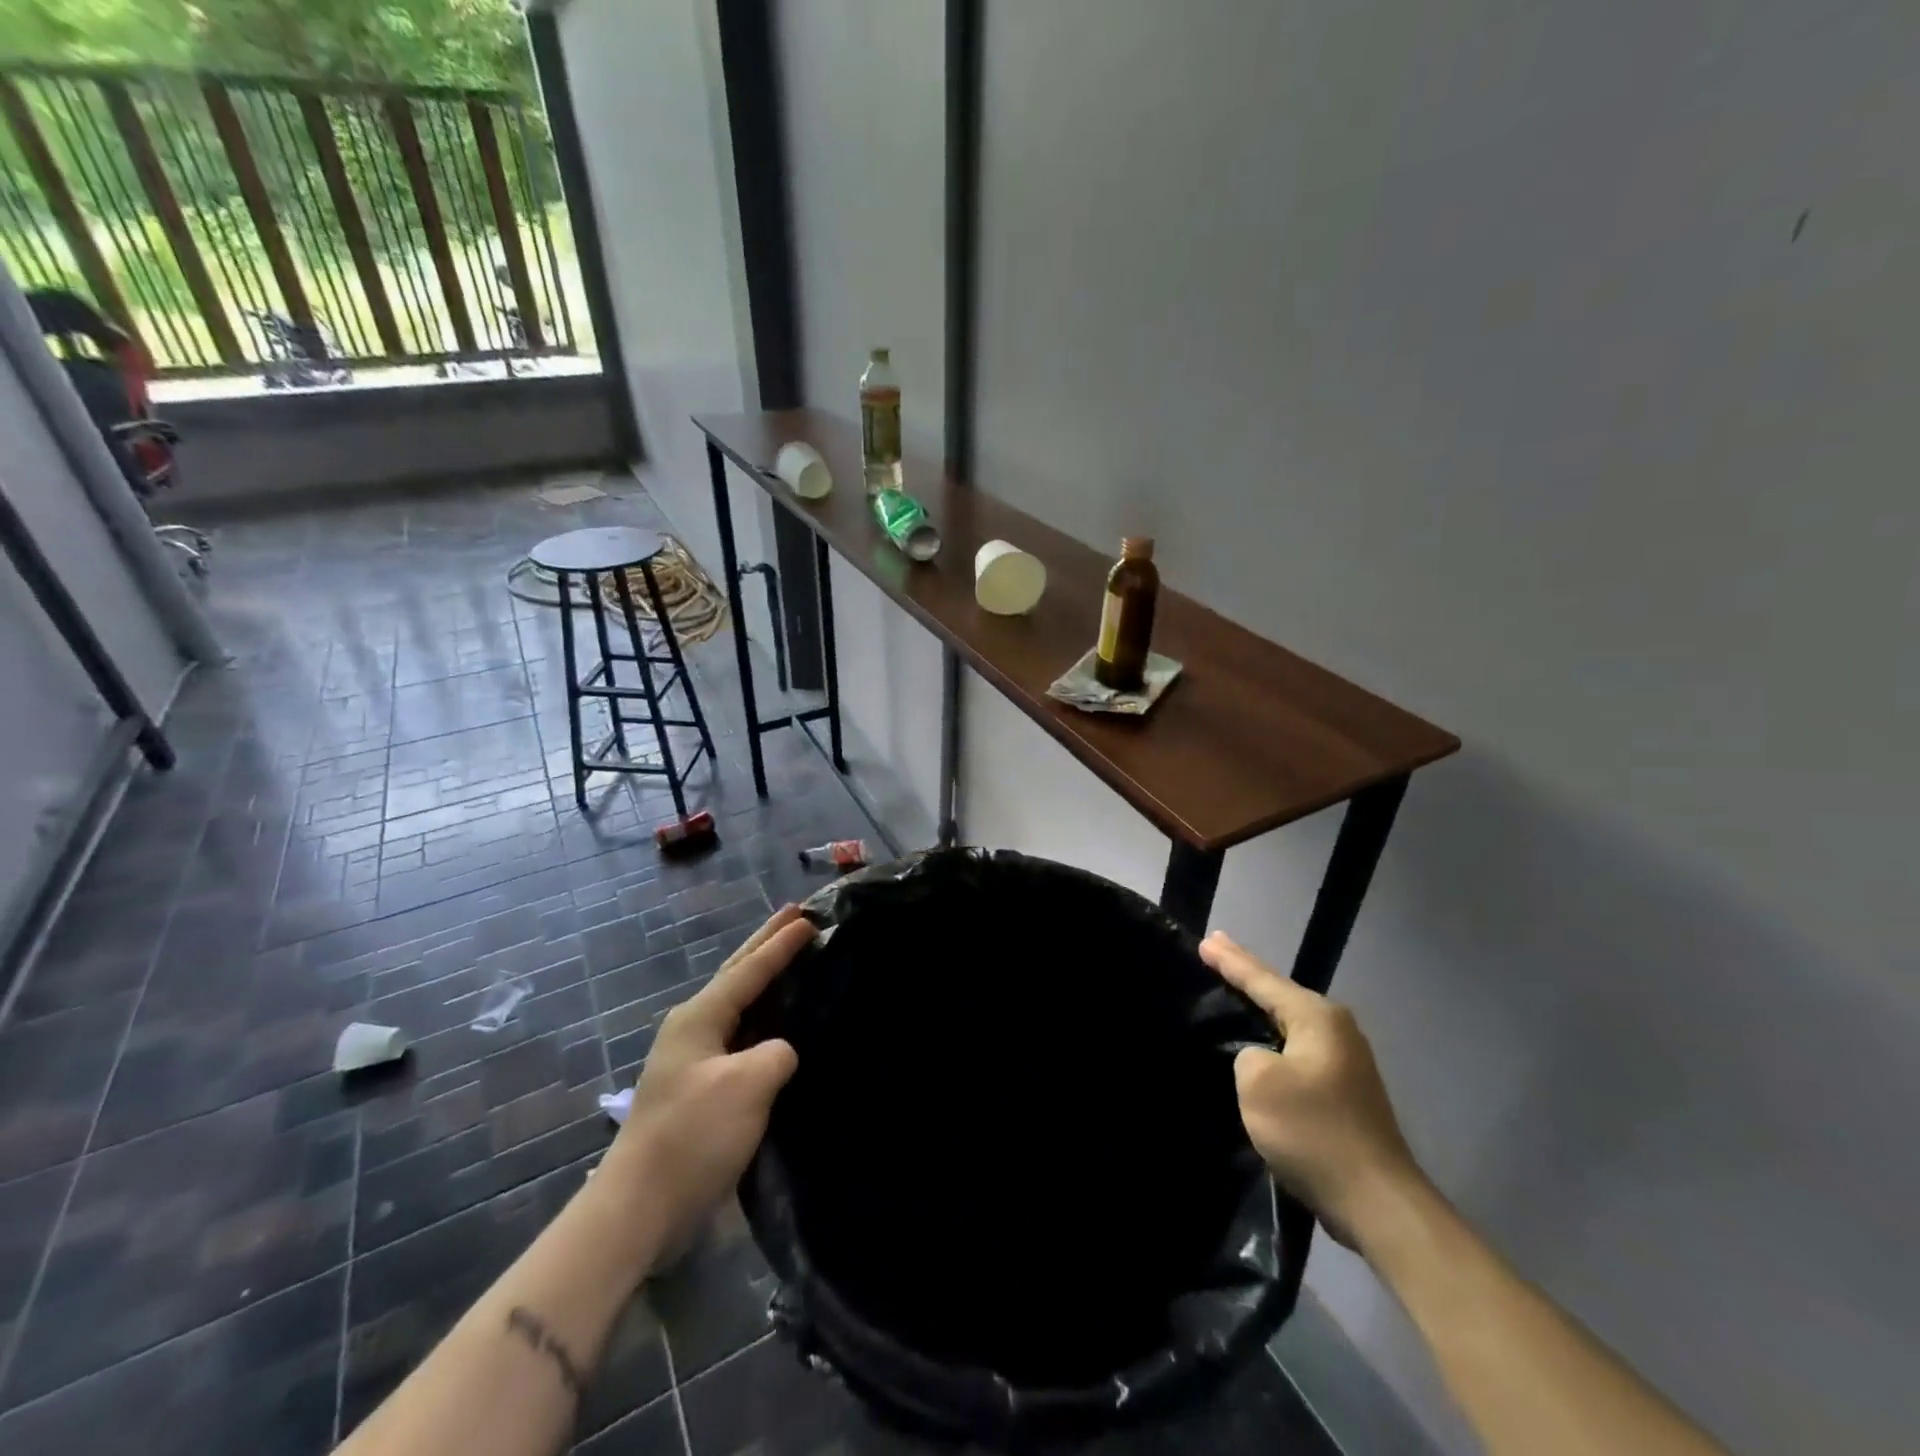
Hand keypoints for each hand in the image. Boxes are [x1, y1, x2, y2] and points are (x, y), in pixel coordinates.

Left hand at [599, 905, 811, 1249]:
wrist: (638, 1209)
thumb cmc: (693, 1136)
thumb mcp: (748, 1085)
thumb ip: (777, 1052)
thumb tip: (780, 1052)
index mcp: (699, 1017)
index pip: (749, 969)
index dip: (781, 943)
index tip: (810, 917)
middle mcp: (693, 1027)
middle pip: (737, 974)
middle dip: (766, 944)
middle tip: (795, 915)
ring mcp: (693, 1058)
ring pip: (738, 1004)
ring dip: (764, 978)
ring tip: (791, 958)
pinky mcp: (699, 1088)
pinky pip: (739, 1034)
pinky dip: (761, 1016)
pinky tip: (777, 1023)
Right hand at [1201, 930, 1425, 1249]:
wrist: (1378, 1202)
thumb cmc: (1314, 1132)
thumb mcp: (1258, 1083)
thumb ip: (1246, 1054)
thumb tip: (1259, 1059)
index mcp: (1317, 1017)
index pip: (1262, 978)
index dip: (1230, 960)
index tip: (1205, 940)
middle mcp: (1336, 1029)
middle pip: (1279, 993)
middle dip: (1246, 974)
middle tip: (1213, 951)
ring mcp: (1345, 1060)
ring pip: (1289, 1022)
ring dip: (1259, 1008)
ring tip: (1231, 990)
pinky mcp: (1344, 1090)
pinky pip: (1296, 1049)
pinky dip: (1273, 1038)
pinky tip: (1257, 1042)